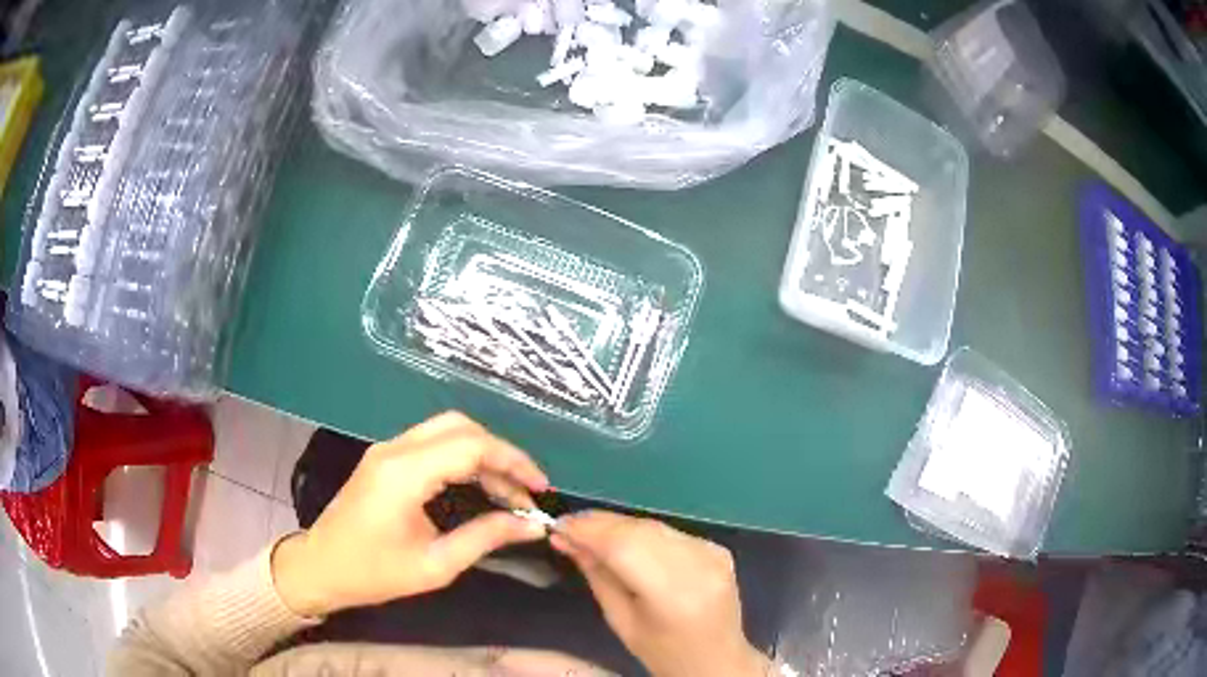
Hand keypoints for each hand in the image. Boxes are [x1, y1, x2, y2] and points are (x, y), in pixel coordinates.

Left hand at [271, 411, 549, 616]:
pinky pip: (432, 443)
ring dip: (483, 455)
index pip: (471, 446)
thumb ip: (485, 538)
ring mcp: (387, 450)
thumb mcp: (435, 565)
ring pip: (447, 431)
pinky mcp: (385, 458)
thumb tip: (531, 525)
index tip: (541, 490)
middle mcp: (395, 449)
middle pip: (461, 427)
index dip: (513, 462)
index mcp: (405, 473)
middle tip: (527, 490)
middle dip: (501, 454)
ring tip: (510, 493)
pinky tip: (479, 486)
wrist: (320, 568)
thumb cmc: (374, 573)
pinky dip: (463, 458)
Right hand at [551, 511, 771, 676]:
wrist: (717, 660)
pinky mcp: (718, 548)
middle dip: (599, 524)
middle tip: (566, 525)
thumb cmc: (662, 652)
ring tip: (588, 530)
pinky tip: (623, 539)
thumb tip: (567, 539)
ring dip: (618, 525)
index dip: (589, 530)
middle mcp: (698, 566)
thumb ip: (597, 576)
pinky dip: (642, 532)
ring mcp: (713, 553)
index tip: (557, 526)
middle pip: (640, 530)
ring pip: (654, 526)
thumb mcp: (620, 621)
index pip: (625, 547)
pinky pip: (670, 532)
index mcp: (673, 595)